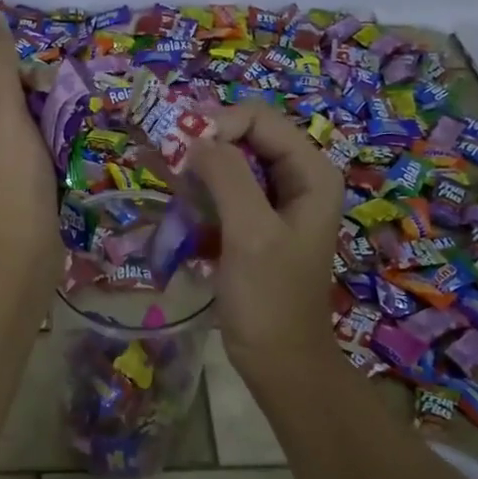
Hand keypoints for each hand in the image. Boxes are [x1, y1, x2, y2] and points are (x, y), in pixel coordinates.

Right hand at [188, 99, 343, 381]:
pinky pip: (224, 195)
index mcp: (311, 173)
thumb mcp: (250, 233)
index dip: (218, 125)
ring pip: (230, 166)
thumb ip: (227, 177)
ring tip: (167, 187)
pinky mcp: (255, 225)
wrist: (278, 360)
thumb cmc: (269, 298)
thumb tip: (195, 139)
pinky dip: (200, 197)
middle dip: (204, 148)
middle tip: (166, 167)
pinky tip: (179, 212)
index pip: (260, 119)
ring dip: (197, 173)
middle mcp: (298, 179)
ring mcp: (276, 203)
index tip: (179, 152)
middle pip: (244, 138)